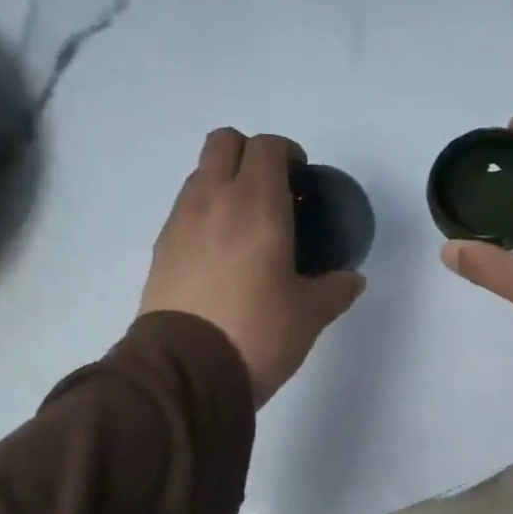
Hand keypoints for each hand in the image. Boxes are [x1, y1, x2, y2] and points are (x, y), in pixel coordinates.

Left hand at [142, 129, 364, 406]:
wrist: (186, 371)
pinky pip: (185, 209)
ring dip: (225, 182)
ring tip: (248, 225)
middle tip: (274, 190)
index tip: (302, 178)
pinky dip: (205, 213)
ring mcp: (180, 222)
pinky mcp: (161, 249)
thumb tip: (352, 279)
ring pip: (200, 173)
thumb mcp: (310, 314)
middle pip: (224, 142)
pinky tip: (223, 254)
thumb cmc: (258, 332)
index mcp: (256, 205)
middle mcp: (213, 199)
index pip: (267, 146)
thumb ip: (335, 289)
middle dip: (250, 154)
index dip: (288, 153)